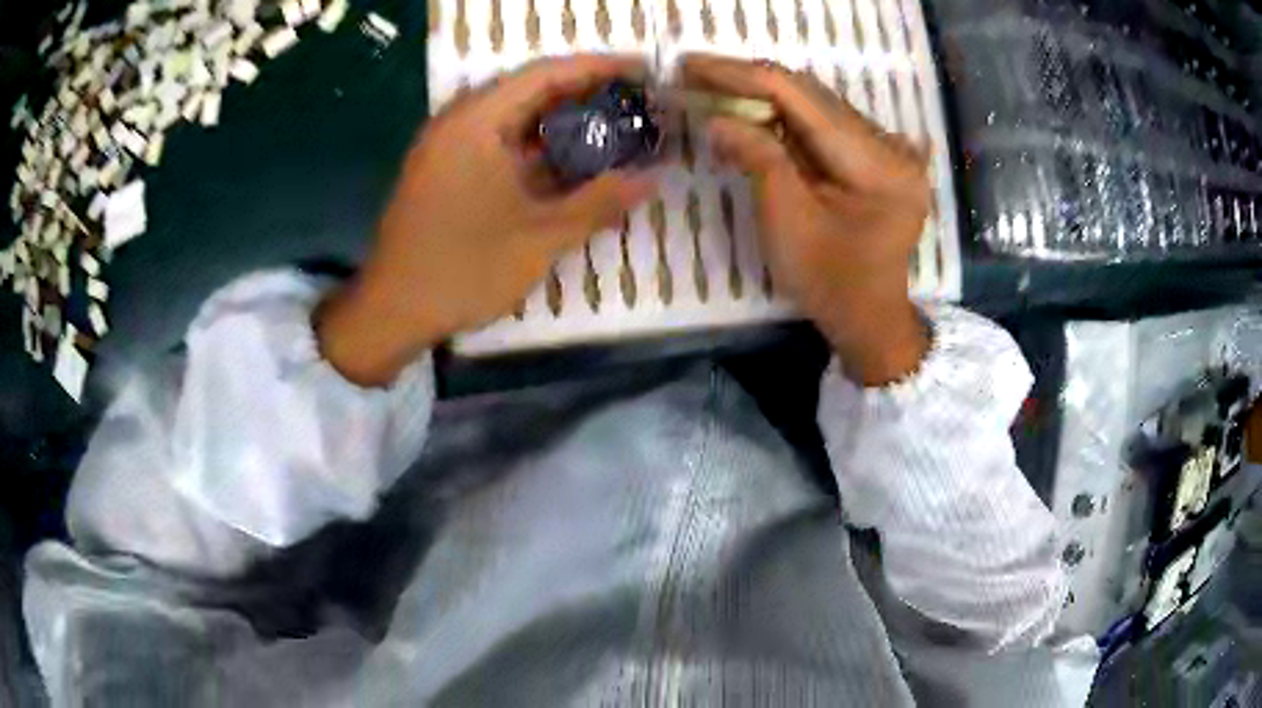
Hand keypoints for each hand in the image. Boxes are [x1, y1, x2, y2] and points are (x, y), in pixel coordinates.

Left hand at [318, 56, 658, 385]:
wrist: (391, 312)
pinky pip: (496, 144)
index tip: (642, 71)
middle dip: (583, 93)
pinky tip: (568, 163)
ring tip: (610, 128)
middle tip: (631, 102)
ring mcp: (447, 148)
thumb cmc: (463, 270)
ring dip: (559, 122)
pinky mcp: (443, 172)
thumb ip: (599, 202)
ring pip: (512, 118)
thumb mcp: (540, 238)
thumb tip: (652, 178)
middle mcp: (458, 123)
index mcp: (476, 122)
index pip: (545, 74)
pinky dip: (534, 148)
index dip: (598, 68)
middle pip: (528, 91)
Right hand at [683, 55, 930, 385]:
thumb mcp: (788, 221)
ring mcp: (888, 149)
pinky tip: (752, 111)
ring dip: (764, 95)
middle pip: (811, 95)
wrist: (869, 317)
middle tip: (693, 73)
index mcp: (878, 163)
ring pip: (816, 105)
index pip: (802, 98)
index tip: (690, 66)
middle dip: (749, 81)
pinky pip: (825, 124)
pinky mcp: (877, 157)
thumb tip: (718, 117)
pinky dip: (785, 117)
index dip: (741, 76)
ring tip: (713, 87)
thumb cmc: (830, 281)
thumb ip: (758, 158)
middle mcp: (891, 144)